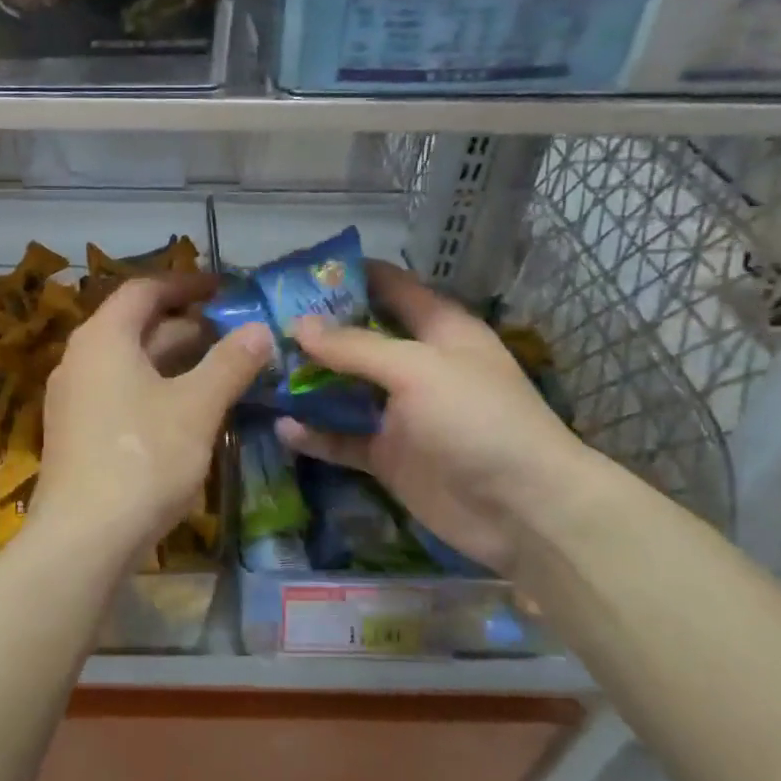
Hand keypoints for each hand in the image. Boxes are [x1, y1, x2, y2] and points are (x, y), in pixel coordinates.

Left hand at [32, 274, 271, 566]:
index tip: (222, 289)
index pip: (144, 290)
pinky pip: (120, 393)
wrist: (83, 538)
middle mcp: (80, 359)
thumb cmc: (143, 458)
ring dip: (174, 362)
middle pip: (136, 327)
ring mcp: (74, 399)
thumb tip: (260, 330)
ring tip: (220, 370)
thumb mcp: (197, 407)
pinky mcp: (76, 433)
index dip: (185, 284)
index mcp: (104, 338)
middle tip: (233, 334)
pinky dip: (155, 390)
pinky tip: (187, 412)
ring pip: (130, 364)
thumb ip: (230, 364)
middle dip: (186, 327)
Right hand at [276, 262, 590, 575]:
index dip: (350, 275)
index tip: (298, 272)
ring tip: (259, 371)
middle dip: (314, 331)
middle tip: (260, 323)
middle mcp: (417, 366)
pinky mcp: (388, 455)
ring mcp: (400, 413)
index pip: (392, 287)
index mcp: (438, 330)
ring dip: (307, 382)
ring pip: (344, 389)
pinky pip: (342, 438)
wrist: (520, 509)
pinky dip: (315, 434)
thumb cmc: (477, 419)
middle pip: (359, 339)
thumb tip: (298, 325)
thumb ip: (355, 347)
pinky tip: (281, 426)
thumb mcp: (416, 369)